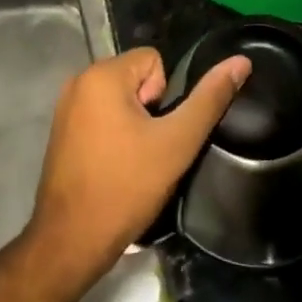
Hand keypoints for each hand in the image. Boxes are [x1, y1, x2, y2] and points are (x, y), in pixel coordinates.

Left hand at [26, 46, 250, 282]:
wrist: (72, 241)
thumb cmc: (127, 186)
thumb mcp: (177, 142)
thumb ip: (210, 99)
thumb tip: (241, 61)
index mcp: (102, 75)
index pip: (153, 60)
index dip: (164, 96)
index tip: (155, 132)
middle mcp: (78, 81)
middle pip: (136, 77)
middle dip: (148, 109)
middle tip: (146, 149)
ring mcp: (65, 107)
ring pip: (119, 98)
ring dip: (132, 122)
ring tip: (131, 160)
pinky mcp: (60, 131)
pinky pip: (100, 115)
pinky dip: (112, 133)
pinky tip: (114, 166)